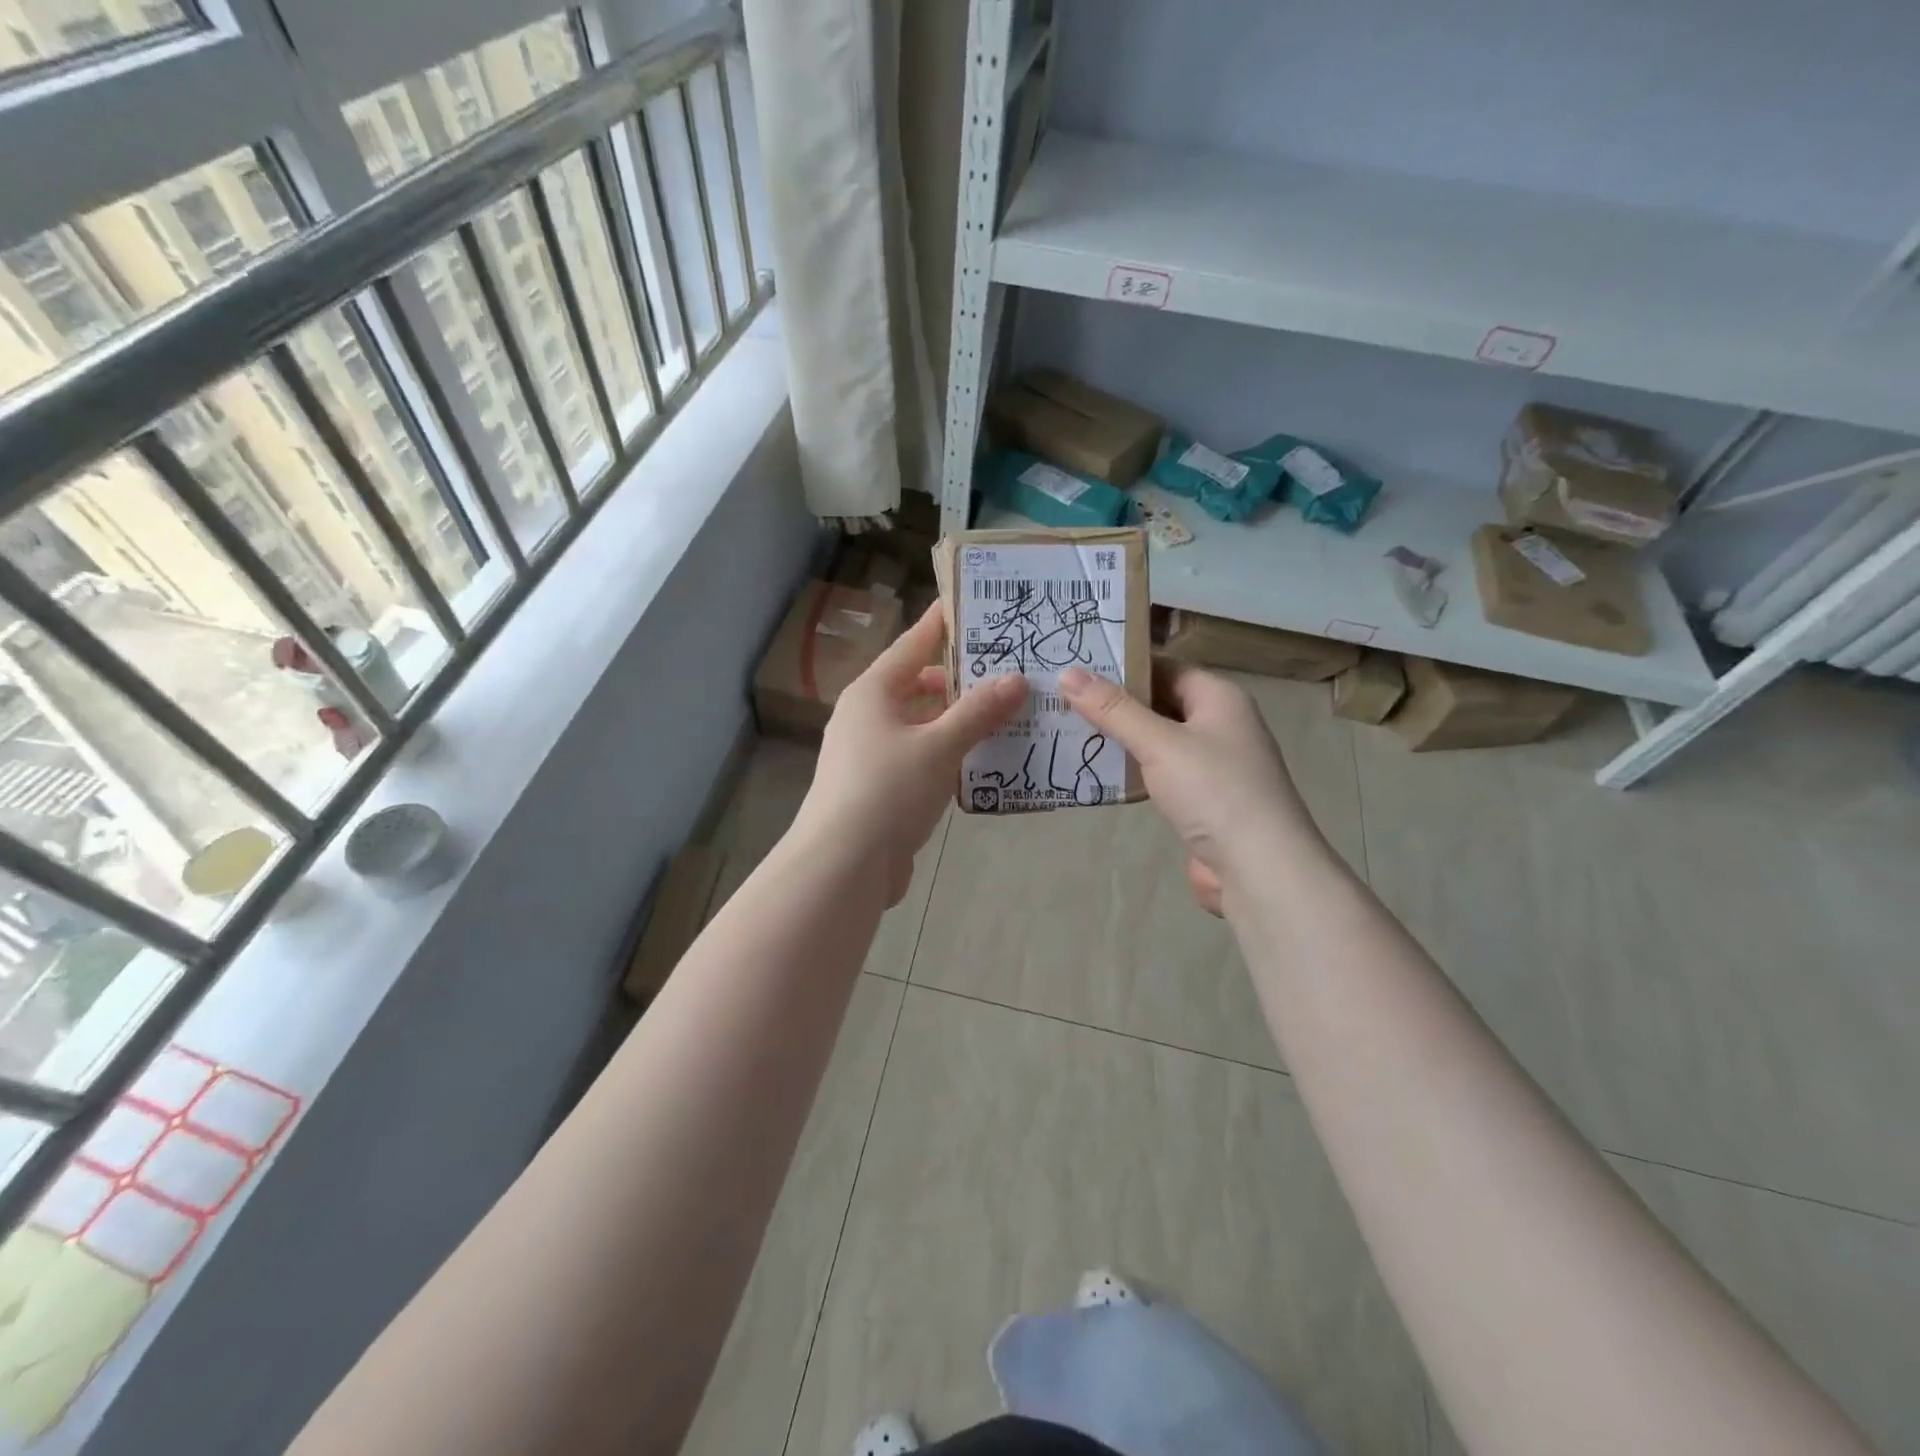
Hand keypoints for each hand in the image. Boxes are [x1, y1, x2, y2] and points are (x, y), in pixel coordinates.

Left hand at [794, 603, 1027, 904]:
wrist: (843, 866)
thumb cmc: (887, 790)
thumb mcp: (939, 746)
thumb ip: (979, 712)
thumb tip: (1017, 678)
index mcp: (873, 692)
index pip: (914, 644)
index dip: (943, 624)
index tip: (975, 604)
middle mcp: (868, 716)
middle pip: (920, 685)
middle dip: (963, 679)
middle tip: (1010, 669)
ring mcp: (872, 754)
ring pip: (923, 724)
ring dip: (960, 720)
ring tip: (1008, 712)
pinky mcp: (881, 788)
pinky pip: (922, 757)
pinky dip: (950, 754)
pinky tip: (984, 759)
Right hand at [1060, 660, 1318, 914]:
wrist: (1259, 869)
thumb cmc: (1214, 791)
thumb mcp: (1159, 744)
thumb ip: (1113, 710)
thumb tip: (1068, 673)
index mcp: (1219, 698)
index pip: (1165, 666)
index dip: (1124, 664)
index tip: (1077, 665)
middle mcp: (1220, 725)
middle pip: (1160, 703)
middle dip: (1115, 703)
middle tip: (1062, 698)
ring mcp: (1213, 765)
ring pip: (1158, 741)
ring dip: (1120, 739)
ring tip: (1067, 731)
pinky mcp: (1202, 800)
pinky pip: (1160, 774)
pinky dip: (1132, 771)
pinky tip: (1097, 773)